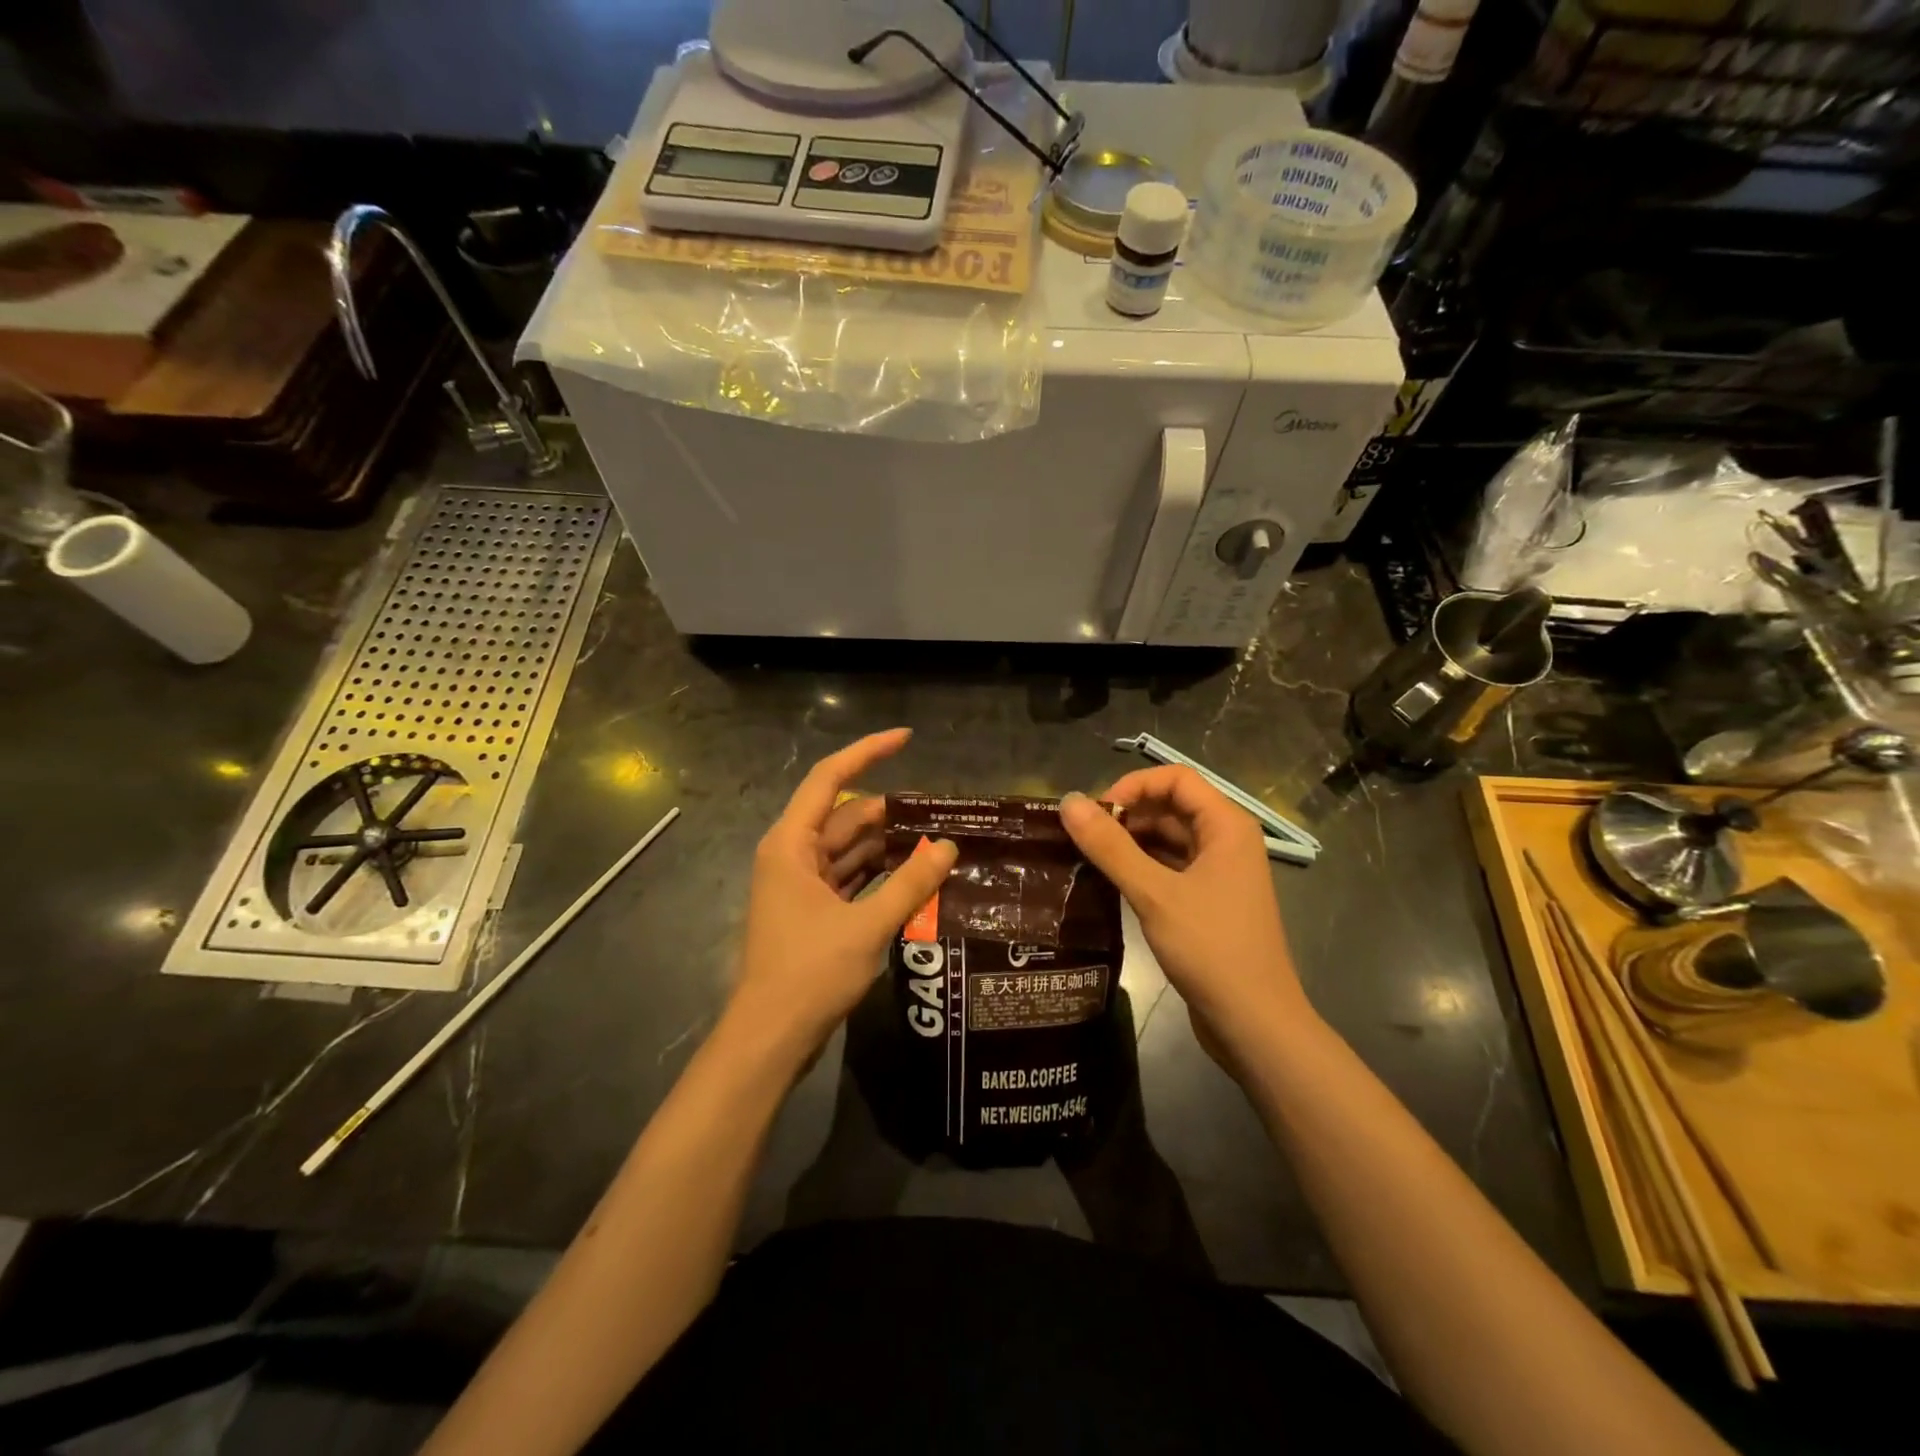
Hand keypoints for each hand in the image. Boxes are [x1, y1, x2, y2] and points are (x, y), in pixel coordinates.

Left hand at [729, 729, 956, 1061]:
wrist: (770, 1038)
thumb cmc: (809, 974)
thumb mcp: (867, 926)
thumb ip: (910, 883)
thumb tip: (948, 846)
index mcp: (791, 845)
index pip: (829, 778)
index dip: (867, 752)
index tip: (906, 739)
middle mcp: (791, 855)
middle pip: (844, 816)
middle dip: (889, 812)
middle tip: (940, 811)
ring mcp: (800, 885)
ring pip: (848, 849)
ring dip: (886, 845)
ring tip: (935, 841)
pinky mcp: (811, 911)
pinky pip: (848, 877)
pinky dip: (877, 874)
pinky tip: (913, 876)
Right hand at [1059, 767, 1313, 1070]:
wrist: (1254, 1023)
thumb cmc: (1210, 949)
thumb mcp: (1154, 893)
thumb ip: (1110, 846)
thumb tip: (1067, 803)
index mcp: (1226, 826)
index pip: (1176, 779)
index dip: (1132, 786)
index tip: (1095, 814)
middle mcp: (1226, 841)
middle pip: (1171, 806)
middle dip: (1127, 815)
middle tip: (1083, 839)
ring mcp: (1219, 873)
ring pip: (1168, 839)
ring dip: (1130, 843)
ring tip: (1088, 858)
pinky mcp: (1208, 902)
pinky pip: (1170, 868)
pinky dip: (1141, 868)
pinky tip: (1109, 882)